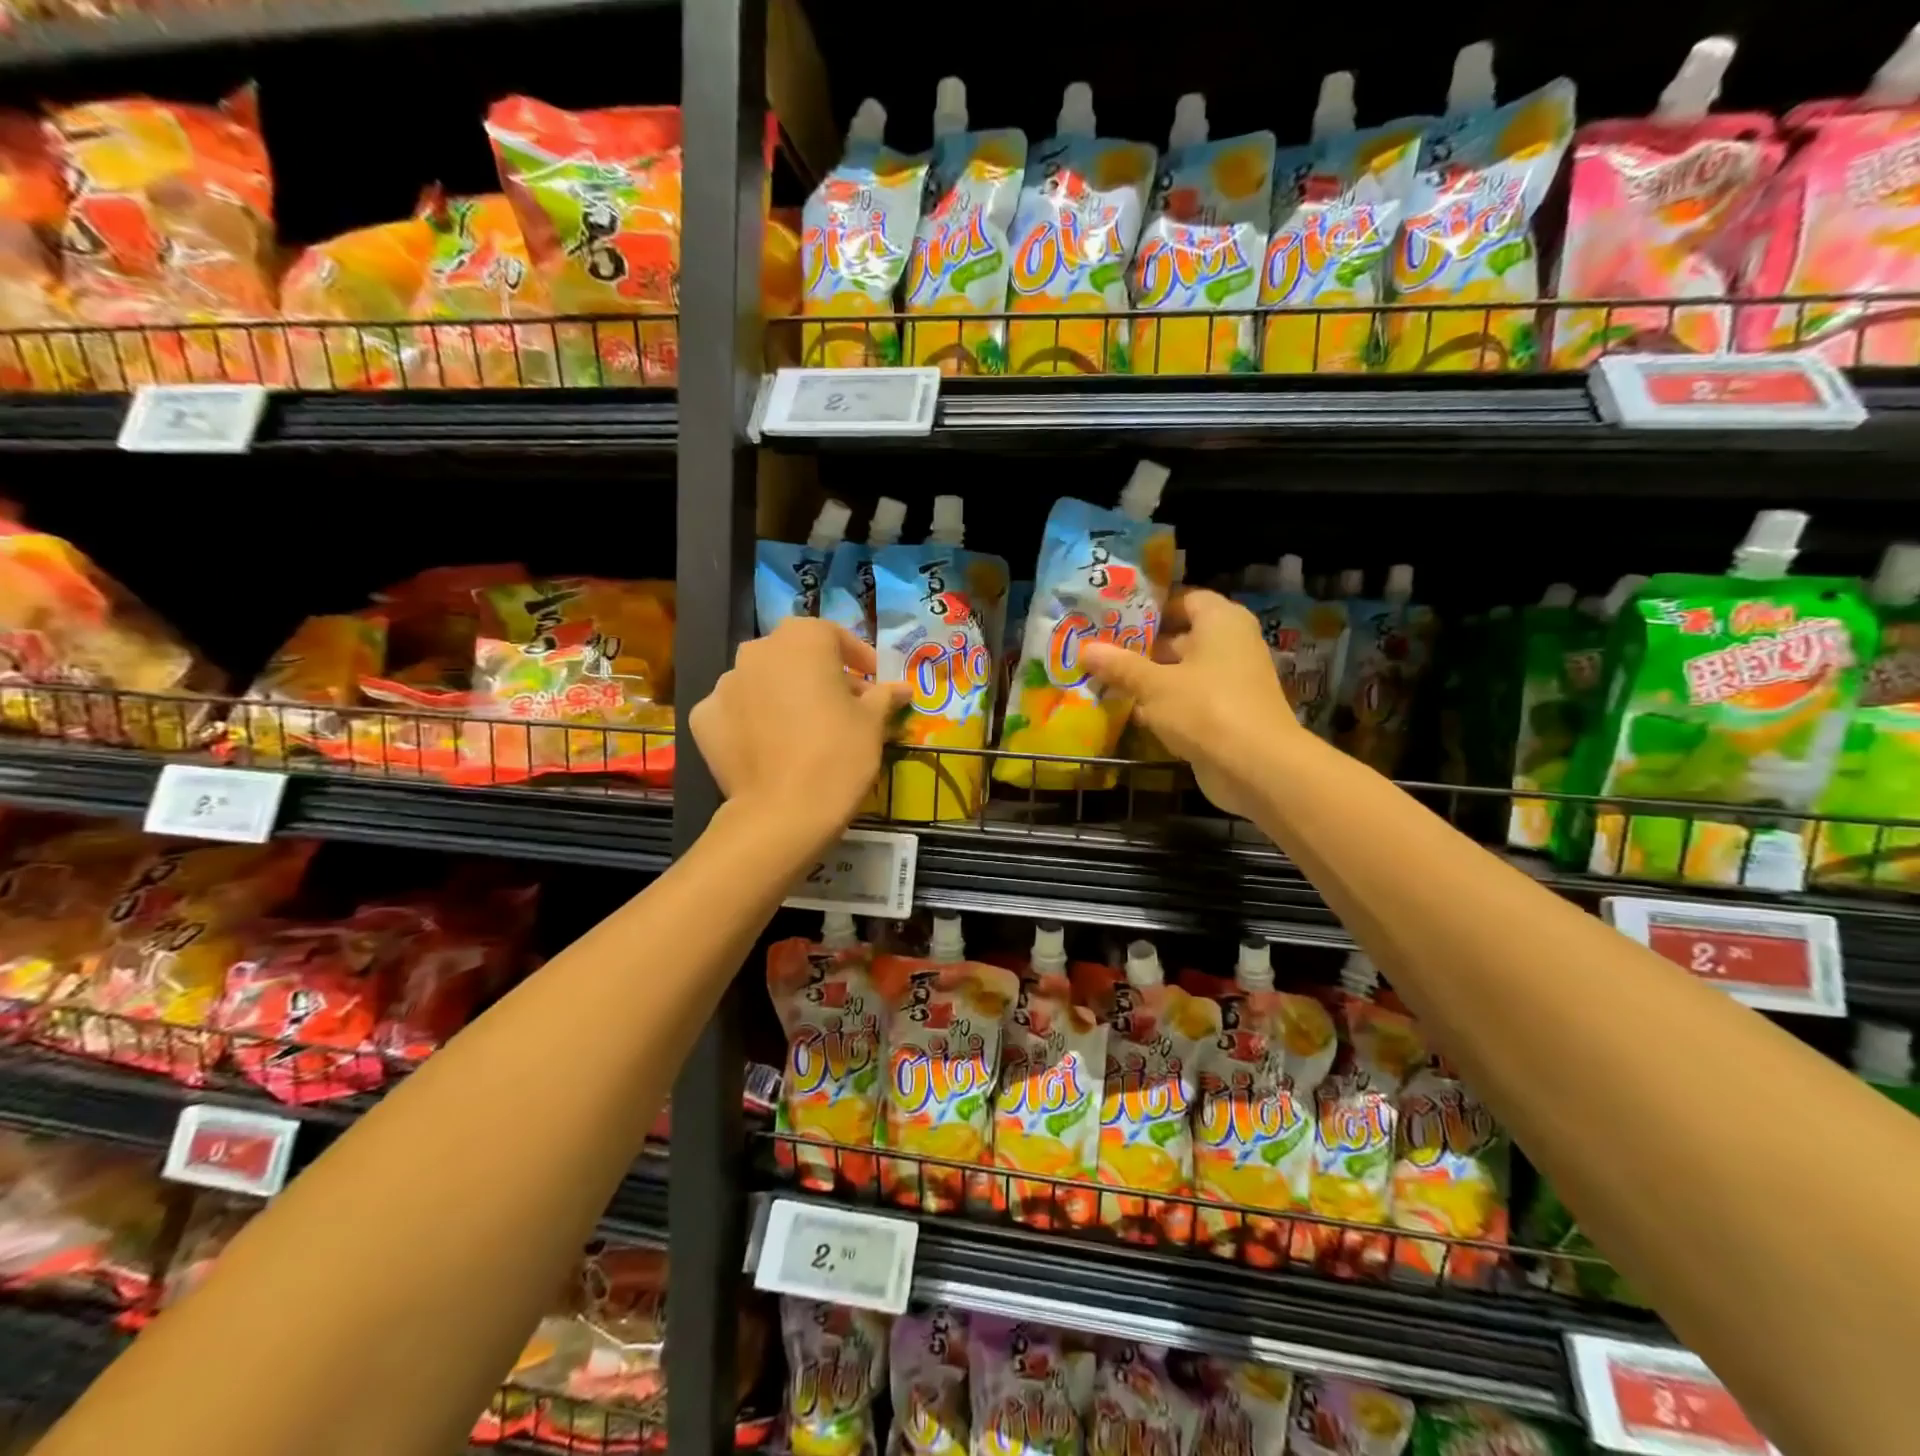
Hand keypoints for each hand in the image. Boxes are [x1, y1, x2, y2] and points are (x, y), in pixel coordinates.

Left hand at [689, 618, 908, 847]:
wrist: (783, 812)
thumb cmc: (839, 754)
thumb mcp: (873, 723)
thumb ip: (883, 696)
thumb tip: (900, 688)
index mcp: (803, 639)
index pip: (835, 636)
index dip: (858, 659)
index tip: (873, 683)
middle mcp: (758, 650)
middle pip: (795, 655)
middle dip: (819, 674)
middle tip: (842, 705)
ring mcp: (725, 684)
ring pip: (762, 680)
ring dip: (783, 694)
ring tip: (803, 728)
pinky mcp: (703, 718)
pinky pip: (736, 710)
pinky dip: (752, 719)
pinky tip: (769, 745)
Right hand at [1080, 588, 1300, 819]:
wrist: (1256, 767)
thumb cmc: (1206, 709)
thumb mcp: (1154, 685)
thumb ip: (1121, 666)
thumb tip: (1086, 649)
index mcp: (1221, 622)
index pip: (1185, 599)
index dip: (1151, 606)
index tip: (1115, 616)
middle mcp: (1231, 644)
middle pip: (1181, 636)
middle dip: (1142, 645)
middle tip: (1101, 648)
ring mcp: (1230, 681)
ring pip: (1182, 671)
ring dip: (1149, 677)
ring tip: (1105, 678)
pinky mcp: (1225, 714)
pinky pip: (1188, 699)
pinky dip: (1163, 703)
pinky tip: (1128, 710)